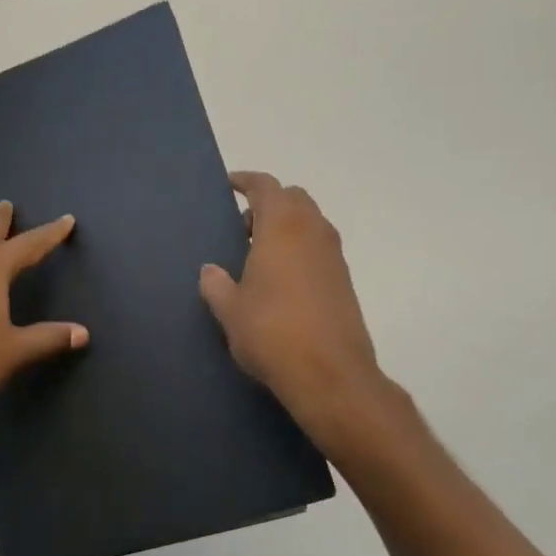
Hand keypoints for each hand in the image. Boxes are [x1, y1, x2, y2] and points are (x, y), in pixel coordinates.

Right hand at [199, 172, 393, 449]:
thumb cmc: (272, 333)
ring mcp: (333, 255)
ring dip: (286, 225)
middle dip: (268, 202)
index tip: (229, 185)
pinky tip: (282, 278)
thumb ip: (216, 284)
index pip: (265, 186)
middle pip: (293, 197)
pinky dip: (300, 247)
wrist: (331, 375)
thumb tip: (210, 271)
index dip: (246, 181)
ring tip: (258, 253)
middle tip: (242, 225)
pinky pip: (319, 246)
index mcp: (281, 227)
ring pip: (310, 221)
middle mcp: (312, 231)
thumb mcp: (230, 310)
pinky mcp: (344, 280)